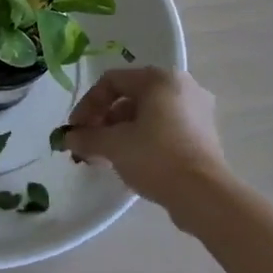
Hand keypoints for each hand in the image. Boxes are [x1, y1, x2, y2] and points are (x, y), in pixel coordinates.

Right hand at [65, 68, 235, 219]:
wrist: (204, 194)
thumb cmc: (156, 157)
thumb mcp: (114, 145)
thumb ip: (87, 137)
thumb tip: (68, 138)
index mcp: (160, 78)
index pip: (112, 81)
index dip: (88, 104)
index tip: (75, 130)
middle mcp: (181, 85)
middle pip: (131, 96)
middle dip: (104, 121)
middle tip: (88, 145)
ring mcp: (197, 109)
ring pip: (148, 114)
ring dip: (121, 132)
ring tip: (105, 157)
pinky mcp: (204, 133)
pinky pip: (165, 127)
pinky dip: (144, 139)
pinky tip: (131, 161)